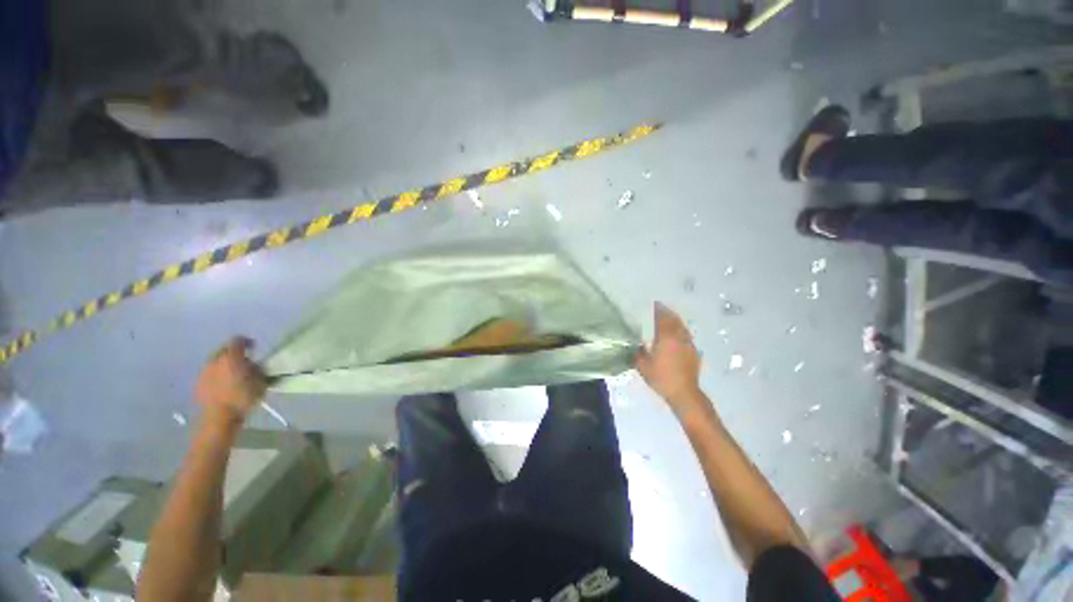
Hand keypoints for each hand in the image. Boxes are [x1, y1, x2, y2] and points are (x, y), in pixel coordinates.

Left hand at [196, 337, 265, 425]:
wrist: (218, 417)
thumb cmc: (243, 397)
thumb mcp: (261, 382)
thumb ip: (258, 370)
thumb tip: (255, 366)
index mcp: (231, 357)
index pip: (237, 340)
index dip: (247, 342)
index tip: (254, 347)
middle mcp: (215, 361)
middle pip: (223, 350)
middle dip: (233, 353)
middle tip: (244, 361)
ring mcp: (204, 373)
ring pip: (215, 363)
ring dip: (224, 365)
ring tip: (234, 375)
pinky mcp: (198, 385)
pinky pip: (209, 374)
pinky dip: (217, 376)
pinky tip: (224, 385)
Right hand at [635, 303, 703, 416]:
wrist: (684, 393)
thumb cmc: (661, 378)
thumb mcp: (643, 366)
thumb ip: (638, 353)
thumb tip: (637, 345)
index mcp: (666, 338)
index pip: (663, 319)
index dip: (659, 310)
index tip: (655, 304)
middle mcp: (679, 338)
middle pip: (675, 320)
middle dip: (668, 312)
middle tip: (662, 308)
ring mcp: (689, 345)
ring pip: (682, 327)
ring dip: (676, 320)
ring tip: (669, 318)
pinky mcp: (694, 353)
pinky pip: (686, 336)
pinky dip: (681, 330)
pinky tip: (678, 335)